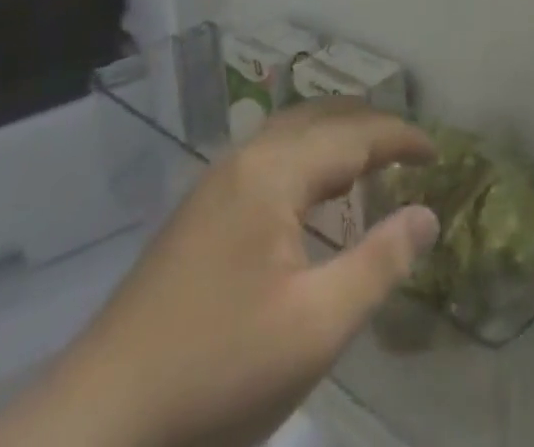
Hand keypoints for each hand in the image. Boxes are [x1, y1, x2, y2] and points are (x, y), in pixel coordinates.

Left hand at [0, 101, 439, 446]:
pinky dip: (307, 155)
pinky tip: (311, 193)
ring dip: (336, 135)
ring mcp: (215, 183)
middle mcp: (245, 159)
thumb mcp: (315, 329)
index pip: (354, 134)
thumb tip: (428, 214)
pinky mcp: (198, 212)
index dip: (401, 139)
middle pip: (321, 117)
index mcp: (274, 172)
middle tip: (411, 151)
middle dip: (370, 126)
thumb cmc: (215, 375)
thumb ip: (379, 263)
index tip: (439, 154)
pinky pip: (268, 156)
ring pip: (291, 132)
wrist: (94, 427)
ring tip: (371, 160)